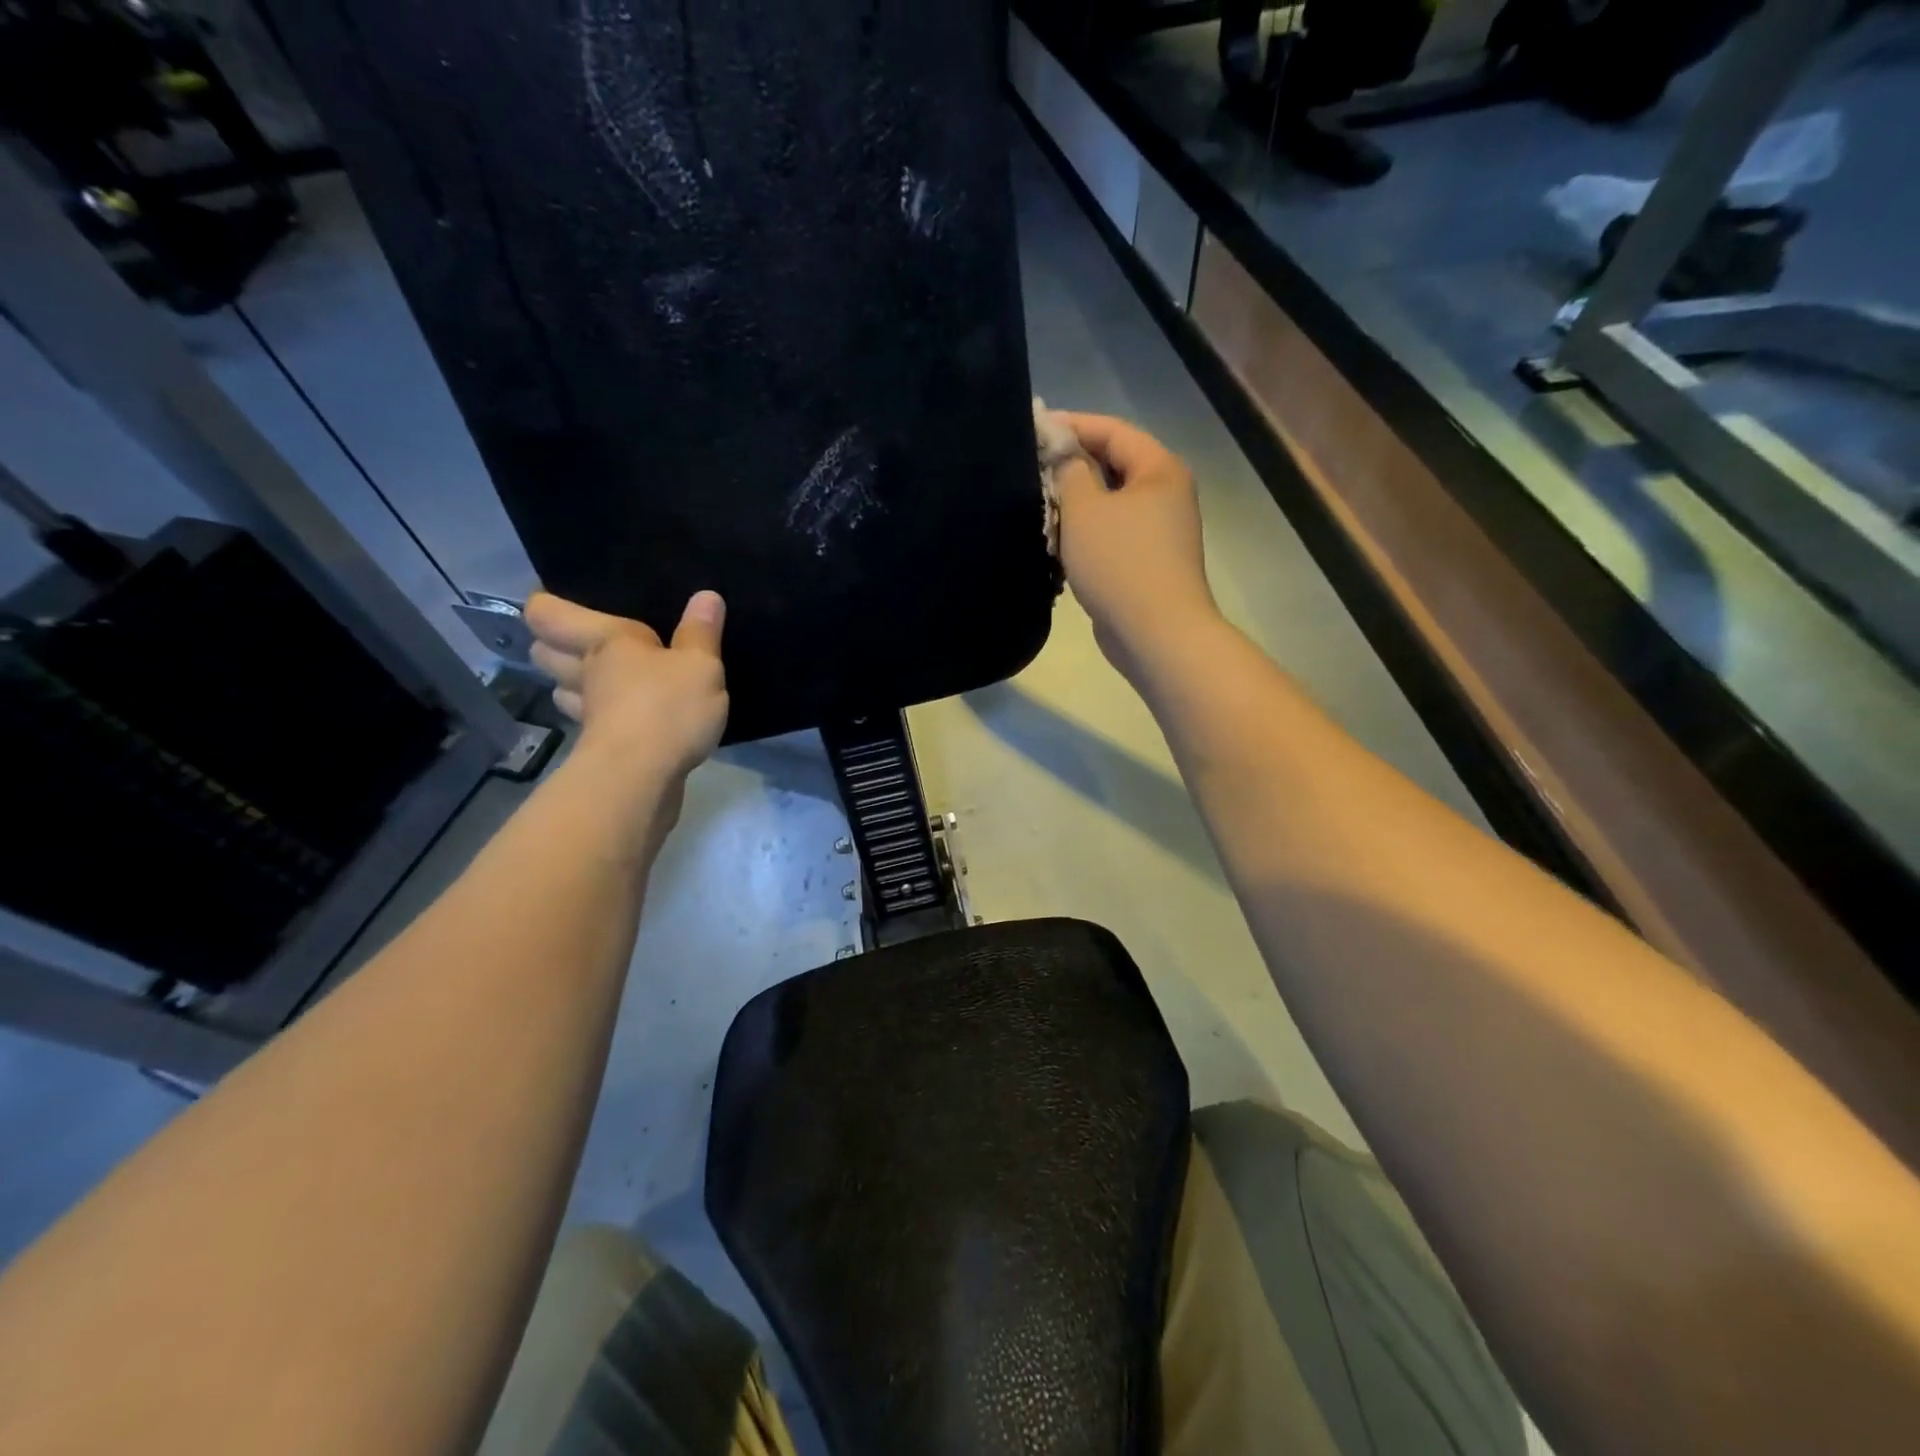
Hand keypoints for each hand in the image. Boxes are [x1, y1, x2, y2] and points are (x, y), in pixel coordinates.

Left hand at [525, 590, 729, 782]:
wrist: (642, 779)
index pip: (549, 614)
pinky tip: (627, 717)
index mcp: (604, 641)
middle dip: (554, 645)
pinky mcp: (600, 748)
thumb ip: (701, 633)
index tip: (550, 598)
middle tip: (579, 641)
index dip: (544, 604)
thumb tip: (706, 596)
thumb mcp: (700, 665)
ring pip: (564, 691)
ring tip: (599, 680)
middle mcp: (586, 673)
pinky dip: (603, 717)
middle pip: (546, 653)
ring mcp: (589, 713)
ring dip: (573, 685)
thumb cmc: (667, 707)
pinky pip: (594, 722)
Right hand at [1054, 413, 1220, 678]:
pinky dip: (1085, 533)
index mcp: (1158, 470)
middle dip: (1071, 466)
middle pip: (1113, 466)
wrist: (1155, 632)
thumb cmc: (1119, 562)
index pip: (1112, 430)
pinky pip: (1110, 535)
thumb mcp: (1085, 509)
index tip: (1034, 429)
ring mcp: (1158, 532)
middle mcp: (1165, 494)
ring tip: (1037, 505)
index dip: (1072, 425)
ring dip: (1075, 503)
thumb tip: (1067, 457)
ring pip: (1109, 504)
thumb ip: (1071, 472)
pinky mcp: (1145, 563)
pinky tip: (1056, 542)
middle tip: (1030, 469)